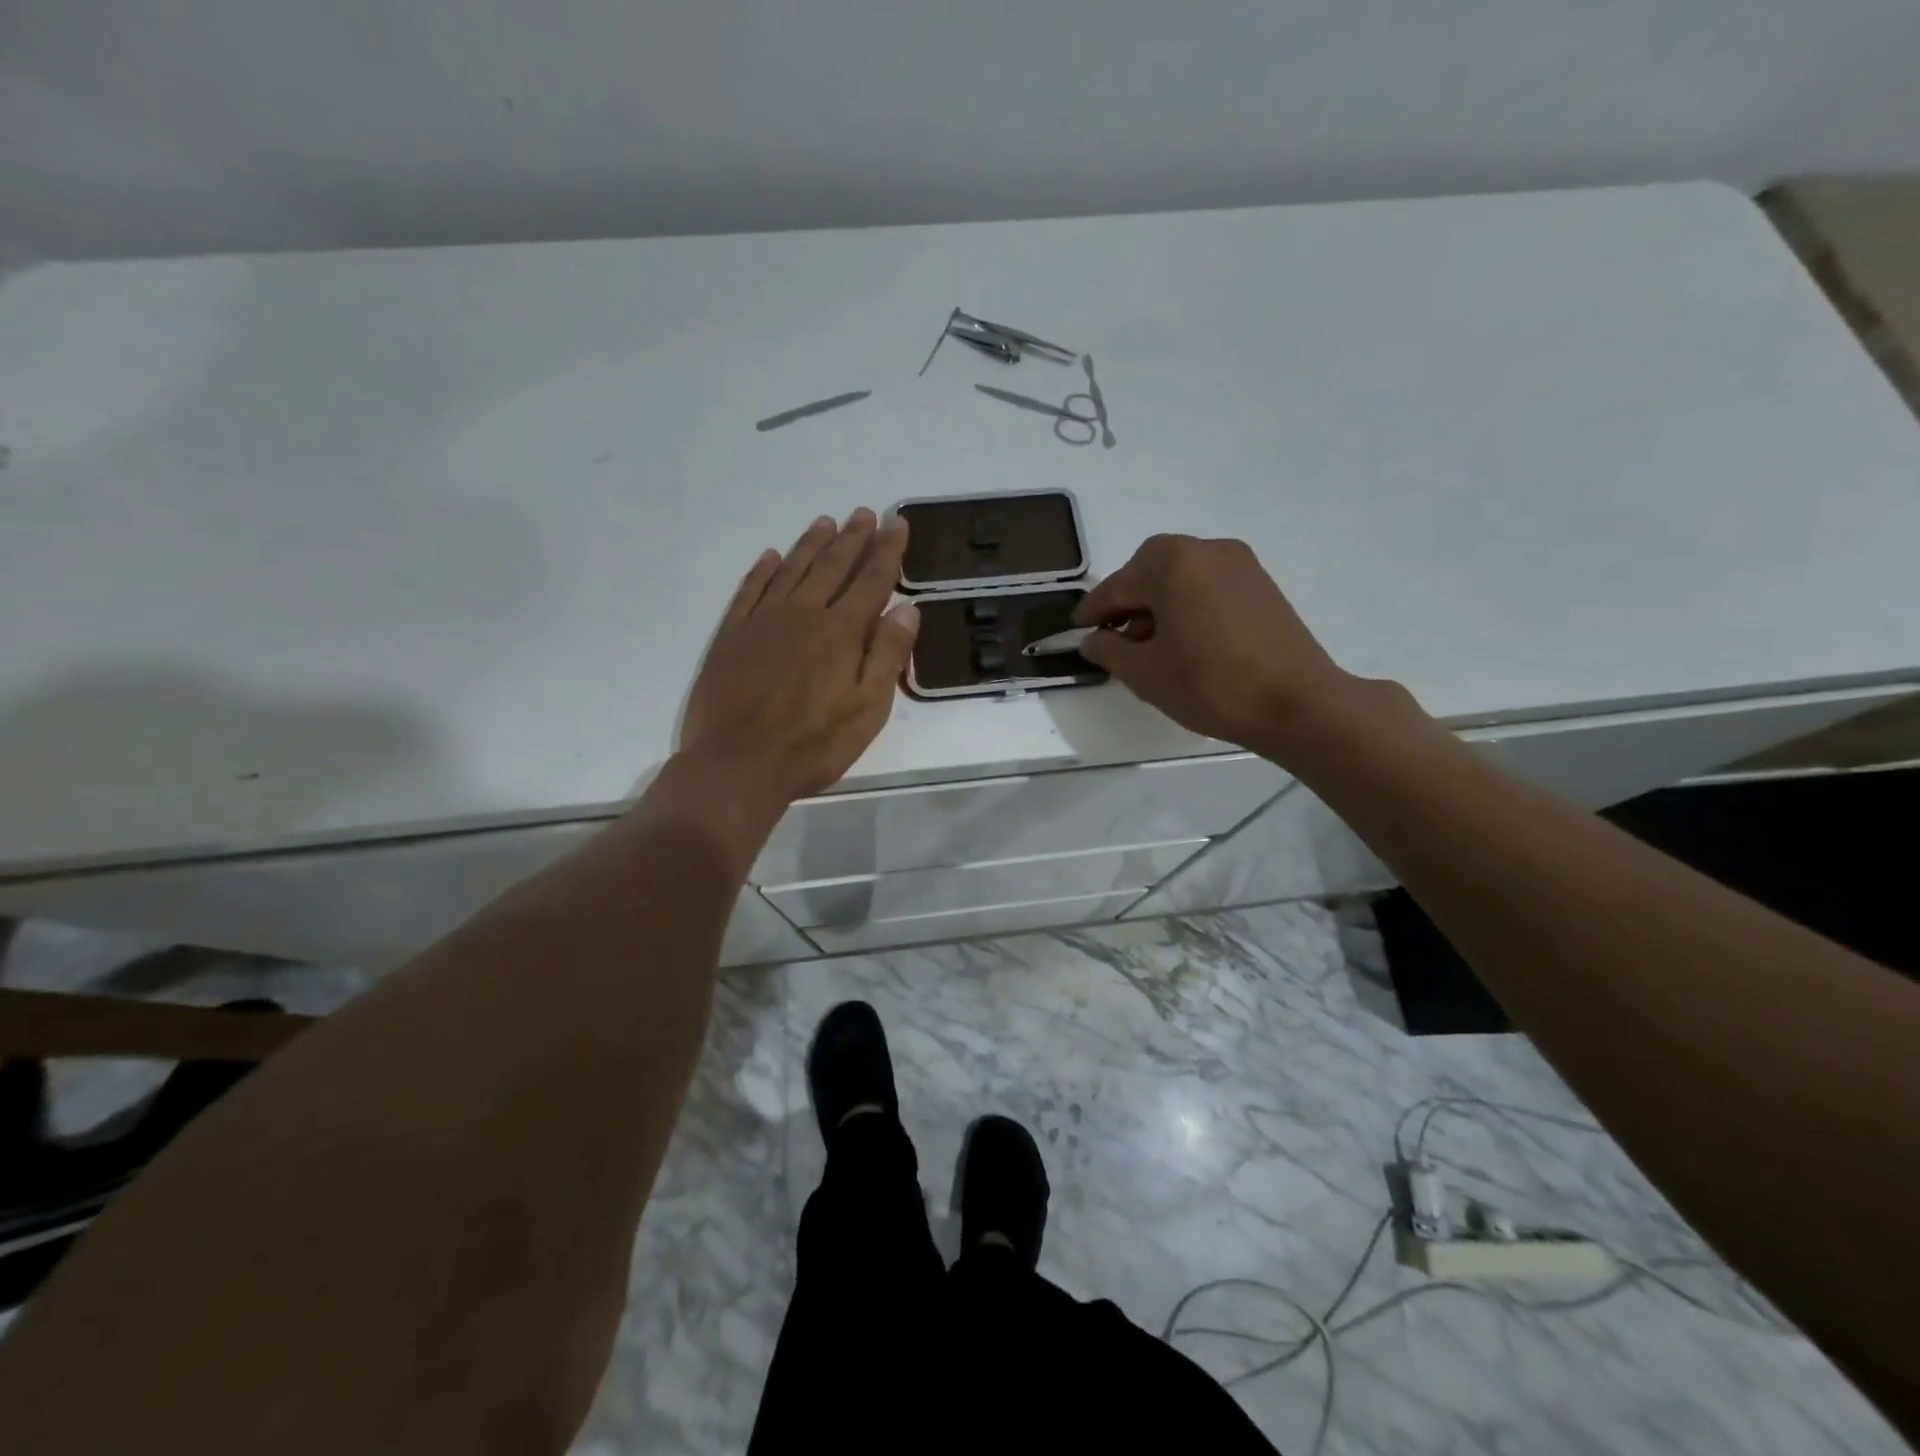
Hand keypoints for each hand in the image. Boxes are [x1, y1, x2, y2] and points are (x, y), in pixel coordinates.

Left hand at [681, 509, 918, 804]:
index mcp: (841, 632)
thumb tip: (908, 608)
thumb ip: (887, 656)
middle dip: (851, 538)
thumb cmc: (813, 745)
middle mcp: (803, 614)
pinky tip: (772, 557)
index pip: (871, 581)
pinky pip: (750, 590)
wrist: (738, 765)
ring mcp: (763, 622)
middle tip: (863, 513)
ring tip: (826, 522)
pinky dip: (763, 571)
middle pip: (832, 567)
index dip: (886, 550)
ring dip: (811, 544)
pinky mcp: (732, 635)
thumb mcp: (867, 709)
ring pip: (792, 570)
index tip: (895, 522)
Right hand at [1073, 534, 1354, 754]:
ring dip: (1158, 602)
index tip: (1076, 631)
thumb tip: (1093, 639)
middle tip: (1114, 638)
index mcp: (1171, 563)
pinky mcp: (1261, 583)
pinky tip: (1185, 640)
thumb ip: (1109, 650)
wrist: (1298, 703)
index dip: (1092, 612)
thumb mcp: (1145, 673)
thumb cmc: (1211, 685)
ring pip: (1180, 576)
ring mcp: (1239, 563)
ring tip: (1150, 645)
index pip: (1116, 586)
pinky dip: (1187, 603)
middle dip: (1127, 601)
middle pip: (1149, 570)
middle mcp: (1205, 549)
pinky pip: (1207, 584)